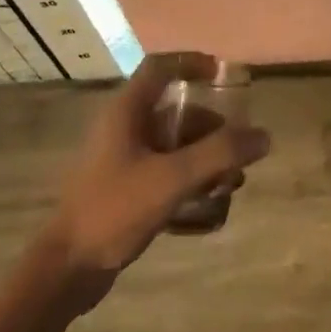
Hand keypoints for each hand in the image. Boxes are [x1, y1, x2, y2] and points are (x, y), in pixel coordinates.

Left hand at [41, 52, 269, 300]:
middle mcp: (123, 128)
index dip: (192, 63)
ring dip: (205, 159)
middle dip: (212, 130)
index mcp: (126, 111)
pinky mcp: (124, 188)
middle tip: (240, 153)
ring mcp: (122, 159)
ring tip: (231, 185)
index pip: (160, 67)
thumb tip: (263, 135)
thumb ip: (219, 154)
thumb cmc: (115, 210)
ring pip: (173, 145)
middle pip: (176, 112)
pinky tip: (211, 207)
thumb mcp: (172, 178)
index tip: (224, 74)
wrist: (67, 268)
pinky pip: (165, 172)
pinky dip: (189, 181)